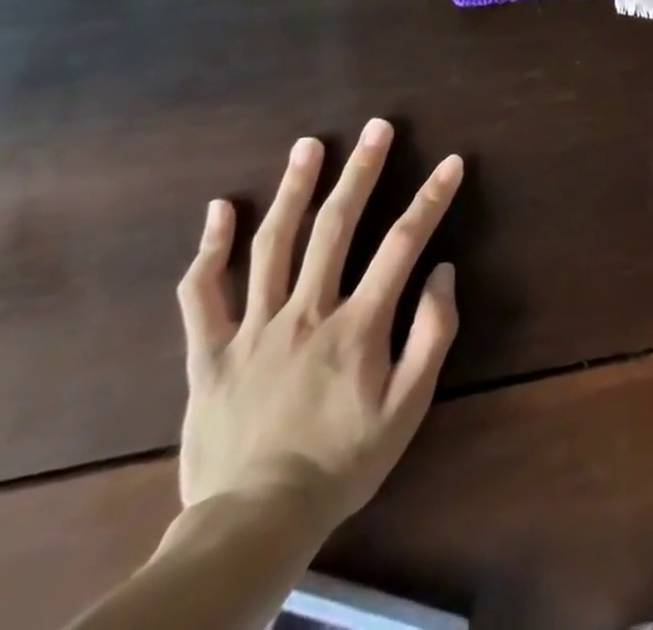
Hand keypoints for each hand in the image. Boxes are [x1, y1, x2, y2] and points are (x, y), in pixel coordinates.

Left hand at [174, 120, 462, 533]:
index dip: (431, 198)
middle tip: (376, 127)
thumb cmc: (343, 462)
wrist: (253, 525)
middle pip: (335, 226)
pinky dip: (209, 248)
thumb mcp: (408, 408)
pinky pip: (202, 293)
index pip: (402, 244)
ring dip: (293, 188)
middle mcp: (306, 313)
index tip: (451, 162)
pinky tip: (221, 208)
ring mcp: (252, 329)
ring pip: (272, 244)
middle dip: (361, 171)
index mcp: (357, 326)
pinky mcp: (209, 352)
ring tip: (309, 144)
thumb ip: (432, 335)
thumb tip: (444, 272)